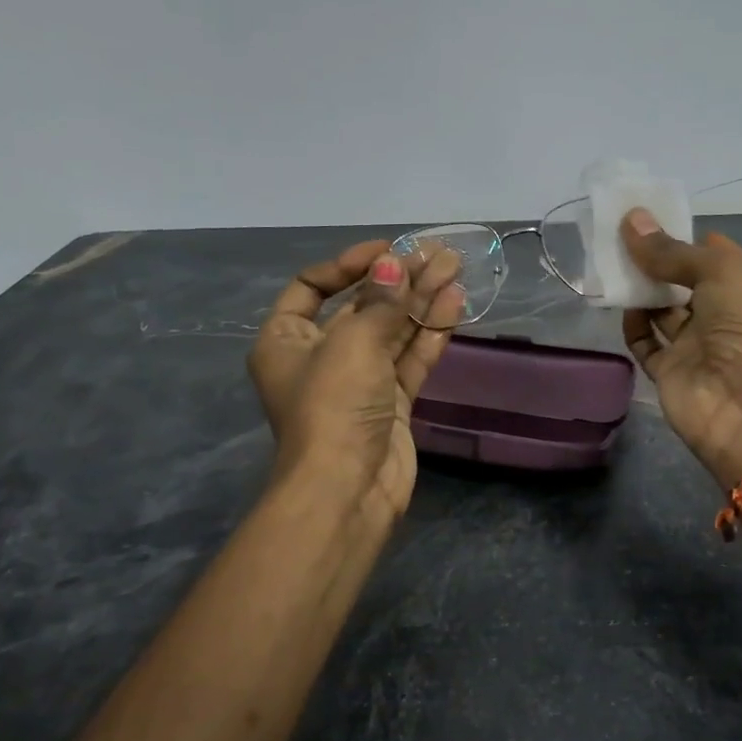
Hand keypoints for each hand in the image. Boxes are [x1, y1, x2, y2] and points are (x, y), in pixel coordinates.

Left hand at [249, 241, 464, 525]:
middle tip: (438, 254)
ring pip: (393, 331)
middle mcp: (320, 357)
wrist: (347, 488)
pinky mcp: (391, 402)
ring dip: (422, 300)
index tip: (387, 252)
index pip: (312, 287)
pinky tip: (454, 303)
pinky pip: (410, 359)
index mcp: (286, 340)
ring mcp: (359, 381)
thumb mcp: (353, 343)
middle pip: (362, 307)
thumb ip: (382, 301)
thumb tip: (396, 264)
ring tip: (455, 268)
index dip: (348, 264)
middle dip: (399, 279)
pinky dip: (430, 333)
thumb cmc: (334, 404)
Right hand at [621, 209, 741, 487]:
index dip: (689, 239)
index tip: (653, 220)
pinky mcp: (672, 372)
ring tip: (612, 262)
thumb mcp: (721, 272)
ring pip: (664, 311)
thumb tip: (632, 220)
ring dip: (642, 290)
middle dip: (659, 262)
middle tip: (623, 237)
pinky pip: (647, 343)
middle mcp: (729, 317)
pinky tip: (621, 304)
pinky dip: (633, 325)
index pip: (720, 257)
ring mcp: (699, 347)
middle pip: (687, 282)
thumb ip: (672, 250)